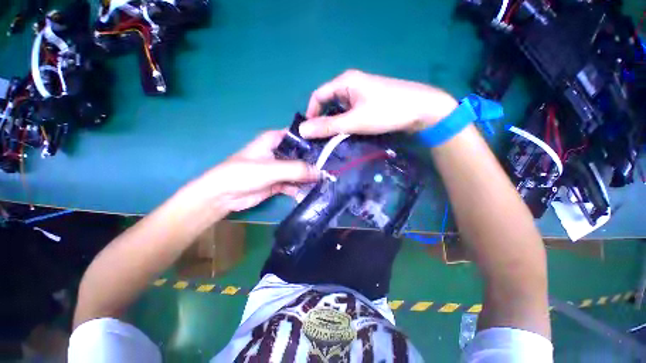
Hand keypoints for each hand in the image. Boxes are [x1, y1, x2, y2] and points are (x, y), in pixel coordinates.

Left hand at [199, 130, 319, 211]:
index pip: (299, 136)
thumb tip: (320, 172)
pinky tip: (312, 191)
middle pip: (302, 155)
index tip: (331, 147)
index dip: (314, 140)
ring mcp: (280, 168)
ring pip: (299, 170)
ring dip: (309, 176)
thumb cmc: (243, 174)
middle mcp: (280, 152)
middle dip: (315, 161)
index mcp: (275, 140)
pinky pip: (294, 183)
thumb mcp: (271, 169)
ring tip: (326, 181)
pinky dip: (301, 187)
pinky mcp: (279, 183)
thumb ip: (296, 169)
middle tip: (333, 167)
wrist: (224, 196)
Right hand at [299, 69, 457, 138]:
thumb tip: (302, 130)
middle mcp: (351, 84)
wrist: (422, 109)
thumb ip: (328, 126)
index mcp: (345, 81)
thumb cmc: (386, 112)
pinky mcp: (368, 102)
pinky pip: (350, 112)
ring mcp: (361, 93)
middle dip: (322, 120)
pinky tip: (346, 134)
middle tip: (320, 139)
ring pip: (339, 109)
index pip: (318, 95)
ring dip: (334, 123)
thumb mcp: (354, 121)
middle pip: (328, 102)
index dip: (311, 113)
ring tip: (332, 139)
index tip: (310, 132)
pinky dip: (345, 123)